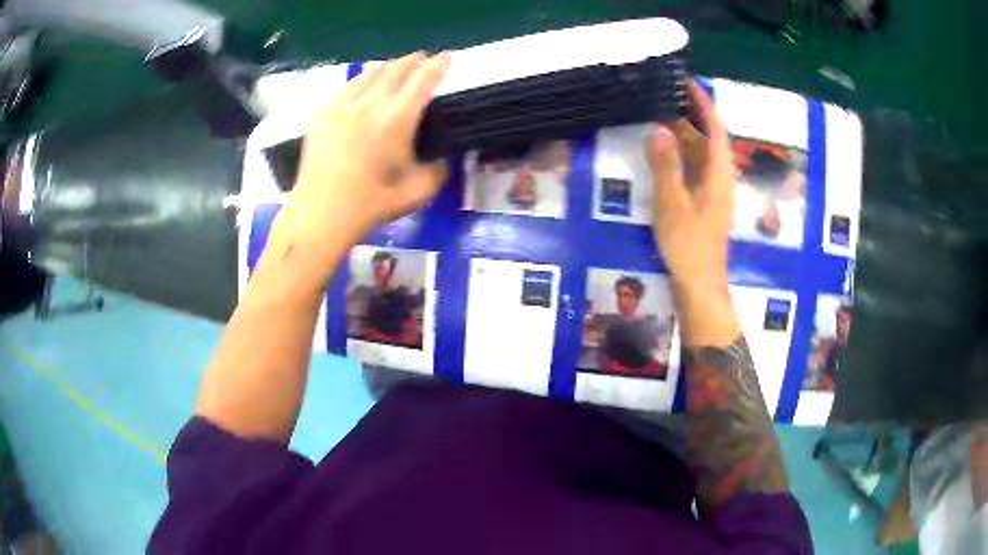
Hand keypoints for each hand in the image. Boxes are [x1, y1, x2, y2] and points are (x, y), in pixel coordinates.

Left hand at [275, 52, 450, 249]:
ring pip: (370, 73)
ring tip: (395, 71)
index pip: (423, 79)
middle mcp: (370, 103)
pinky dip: (363, 82)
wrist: (320, 214)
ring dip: (388, 68)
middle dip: (414, 61)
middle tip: (422, 60)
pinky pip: (347, 86)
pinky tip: (364, 89)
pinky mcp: (322, 112)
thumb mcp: (418, 192)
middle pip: (397, 68)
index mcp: (397, 118)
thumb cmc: (371, 205)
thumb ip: (438, 170)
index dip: (438, 65)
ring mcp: (342, 104)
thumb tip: (444, 158)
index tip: (446, 58)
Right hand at [644, 81, 738, 345]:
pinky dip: (683, 154)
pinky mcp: (707, 202)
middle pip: (711, 137)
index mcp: (718, 174)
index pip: (715, 128)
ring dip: (686, 133)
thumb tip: (658, 128)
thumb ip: (665, 165)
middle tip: (666, 95)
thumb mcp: (672, 203)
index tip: (687, 83)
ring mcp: (715, 191)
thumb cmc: (688, 245)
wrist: (700, 284)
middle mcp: (721, 178)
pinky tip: (666, 152)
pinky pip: (697, 168)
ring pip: (703, 153)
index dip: (704, 103)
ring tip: (662, 115)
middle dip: (692, 114)